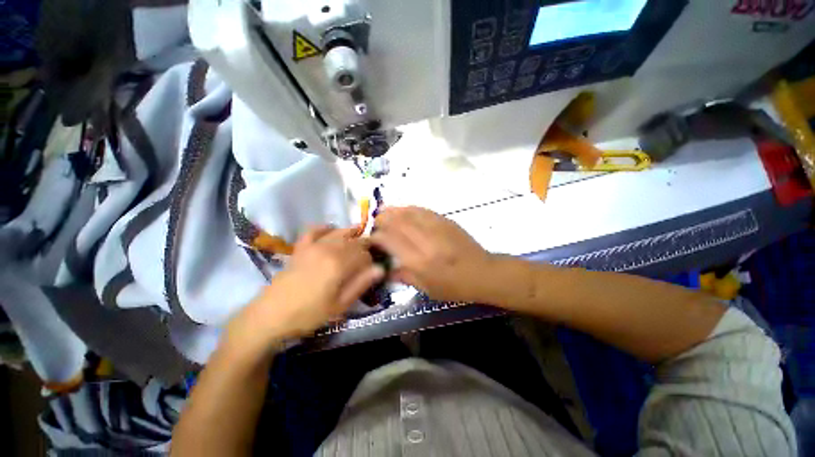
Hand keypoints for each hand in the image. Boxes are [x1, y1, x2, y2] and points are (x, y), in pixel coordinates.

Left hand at [227, 226, 383, 348]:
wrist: (271, 315)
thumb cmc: (309, 314)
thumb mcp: (340, 305)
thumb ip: (361, 284)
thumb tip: (381, 268)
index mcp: (339, 264)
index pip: (364, 254)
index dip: (371, 261)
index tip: (372, 271)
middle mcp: (329, 249)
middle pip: (354, 241)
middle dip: (364, 248)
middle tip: (365, 261)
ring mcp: (313, 245)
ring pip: (340, 232)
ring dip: (351, 236)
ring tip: (356, 245)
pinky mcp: (301, 247)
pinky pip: (315, 230)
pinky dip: (326, 228)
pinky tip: (332, 231)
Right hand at [371, 207, 493, 301]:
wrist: (482, 273)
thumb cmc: (454, 286)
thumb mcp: (428, 288)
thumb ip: (405, 277)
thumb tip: (386, 270)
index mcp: (419, 260)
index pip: (390, 240)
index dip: (377, 236)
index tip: (372, 238)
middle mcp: (425, 240)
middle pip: (397, 222)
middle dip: (382, 220)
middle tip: (376, 223)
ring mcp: (436, 228)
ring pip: (409, 213)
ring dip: (394, 210)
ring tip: (384, 211)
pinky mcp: (445, 221)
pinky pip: (423, 210)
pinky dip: (409, 208)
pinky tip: (404, 210)